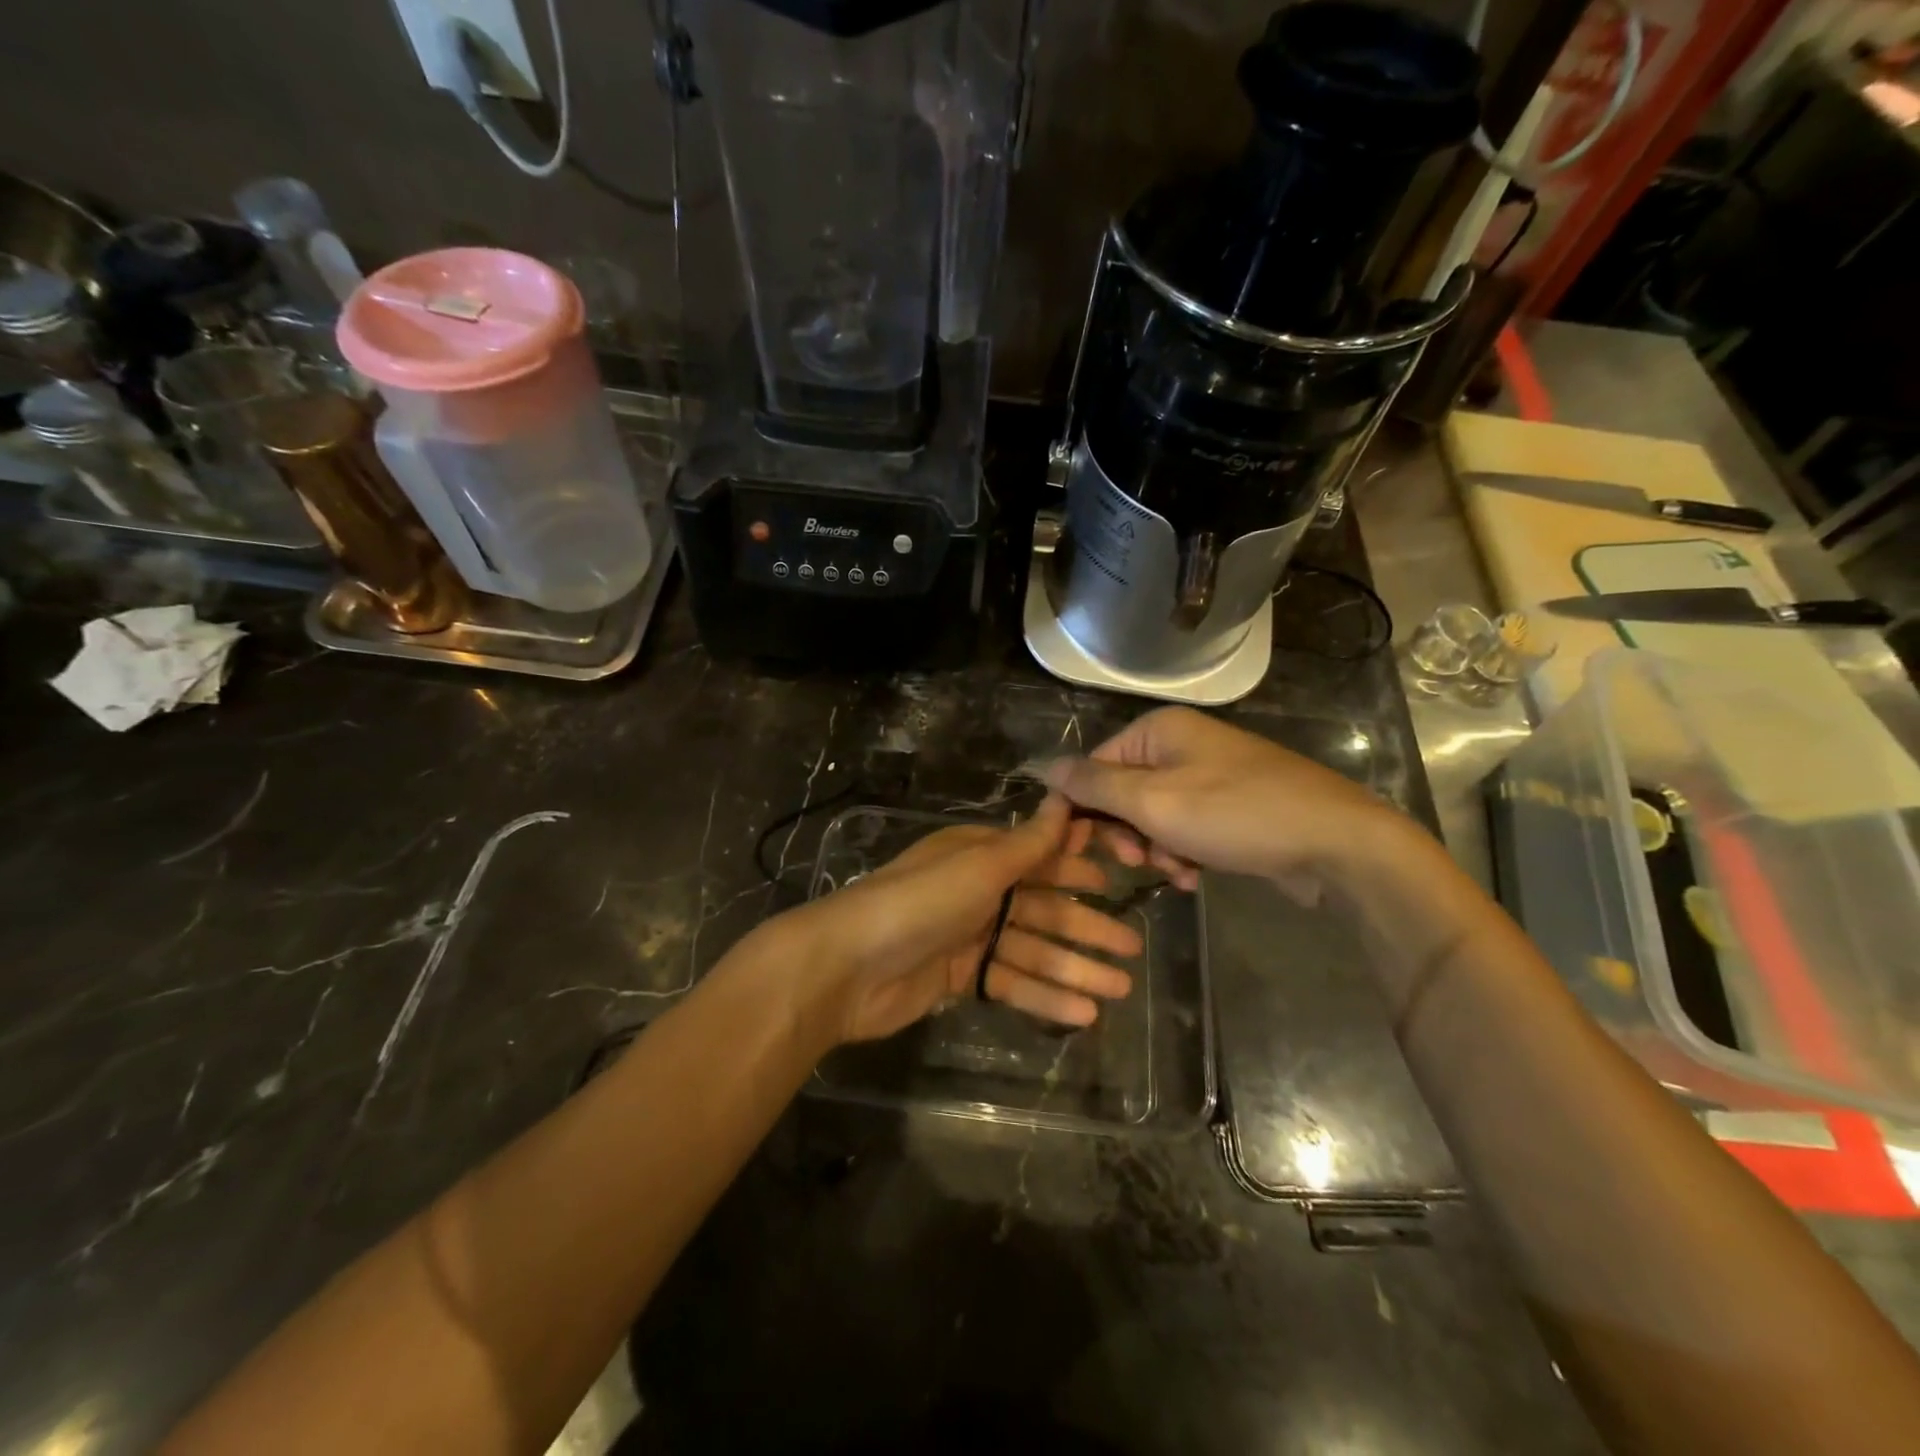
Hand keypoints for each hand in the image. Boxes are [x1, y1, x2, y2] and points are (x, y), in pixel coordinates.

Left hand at [784, 796, 1142, 1044]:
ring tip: (1121, 989)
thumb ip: (1028, 843)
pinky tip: (1084, 1013)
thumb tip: (1064, 799)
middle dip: (1086, 927)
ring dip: (1075, 968)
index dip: (1078, 865)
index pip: (1039, 856)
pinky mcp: (957, 978)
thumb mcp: (979, 866)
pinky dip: (1044, 996)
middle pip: (1042, 908)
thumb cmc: (920, 903)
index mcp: (978, 855)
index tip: (1122, 875)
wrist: (848, 965)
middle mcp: (976, 891)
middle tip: (1132, 947)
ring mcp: (967, 937)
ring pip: (1032, 950)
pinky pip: (1010, 983)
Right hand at [1044, 707, 1413, 902]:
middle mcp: (1183, 743)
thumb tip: (1044, 766)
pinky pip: (1187, 827)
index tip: (1088, 847)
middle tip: (1139, 860)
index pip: (1095, 765)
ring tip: (1178, 871)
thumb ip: (1094, 785)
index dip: (1085, 807)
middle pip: (1124, 790)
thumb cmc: (1235, 815)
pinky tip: (1195, 876)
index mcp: (1160, 729)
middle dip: (1127, 832)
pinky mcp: (1233, 805)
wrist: (1337, 843)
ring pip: (1154, 815)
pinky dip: (1184, 852)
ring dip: (1156, 848)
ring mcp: (1211, 774)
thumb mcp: (1153, 801)